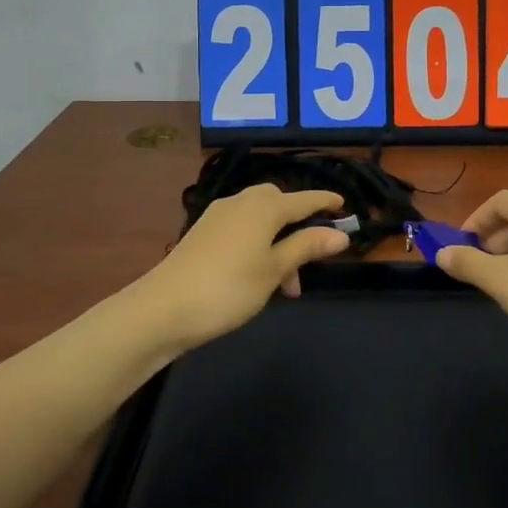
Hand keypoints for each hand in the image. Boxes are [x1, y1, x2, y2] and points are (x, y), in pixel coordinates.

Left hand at [133, 185, 350, 355]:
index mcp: (264, 207)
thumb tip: (340, 234)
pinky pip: (241, 229)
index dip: (326, 202)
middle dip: (299, 228)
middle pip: (279, 204)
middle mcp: (241, 202)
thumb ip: (306, 247)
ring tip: (284, 286)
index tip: (344, 206)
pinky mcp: (202, 232)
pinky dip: (257, 245)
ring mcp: (218, 216)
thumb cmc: (228, 289)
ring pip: (260, 220)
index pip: (304, 199)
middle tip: (309, 263)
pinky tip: (256, 275)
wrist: (163, 308)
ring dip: (278, 243)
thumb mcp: (274, 270)